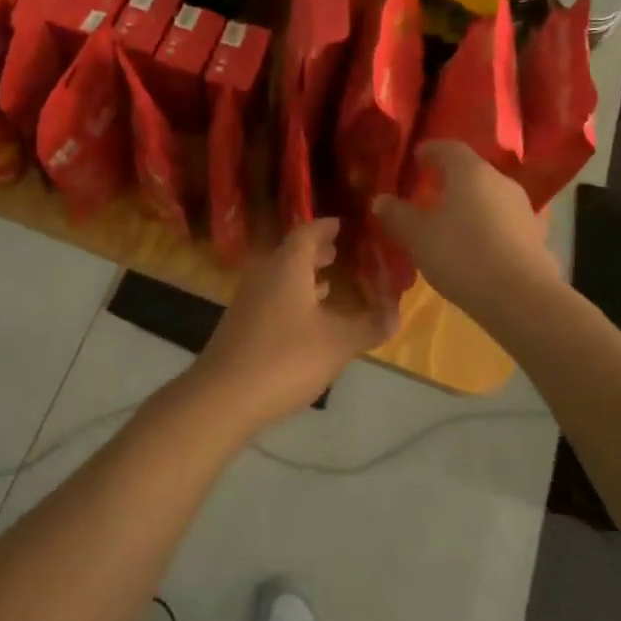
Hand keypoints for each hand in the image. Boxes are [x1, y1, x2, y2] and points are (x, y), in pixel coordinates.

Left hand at [191, 219, 397, 433]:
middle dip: (316, 252)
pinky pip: (272, 297)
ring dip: (304, 277)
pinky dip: (293, 298)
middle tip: (340, 252)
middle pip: (291, 253)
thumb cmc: (285, 358)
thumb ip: (369, 326)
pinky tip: (307, 319)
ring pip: (280, 277)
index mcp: (287, 267)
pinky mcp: (242, 324)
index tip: (342, 224)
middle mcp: (264, 274)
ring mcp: (248, 300)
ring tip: (330, 283)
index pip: (306, 233)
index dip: (325, 227)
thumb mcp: (338, 343)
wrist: (223, 395)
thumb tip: (397, 314)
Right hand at [374, 142, 560, 313]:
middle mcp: (501, 181)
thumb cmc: (462, 255)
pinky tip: (480, 243)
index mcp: (471, 172)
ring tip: (452, 220)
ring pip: (491, 196)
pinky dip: (490, 226)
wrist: (521, 298)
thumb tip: (380, 200)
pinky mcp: (535, 236)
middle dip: (451, 178)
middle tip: (430, 190)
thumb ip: (398, 215)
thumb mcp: (418, 236)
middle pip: (473, 171)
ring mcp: (523, 208)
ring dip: (472, 203)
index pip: (449, 148)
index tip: (416, 157)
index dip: (431, 150)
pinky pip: (505, 222)